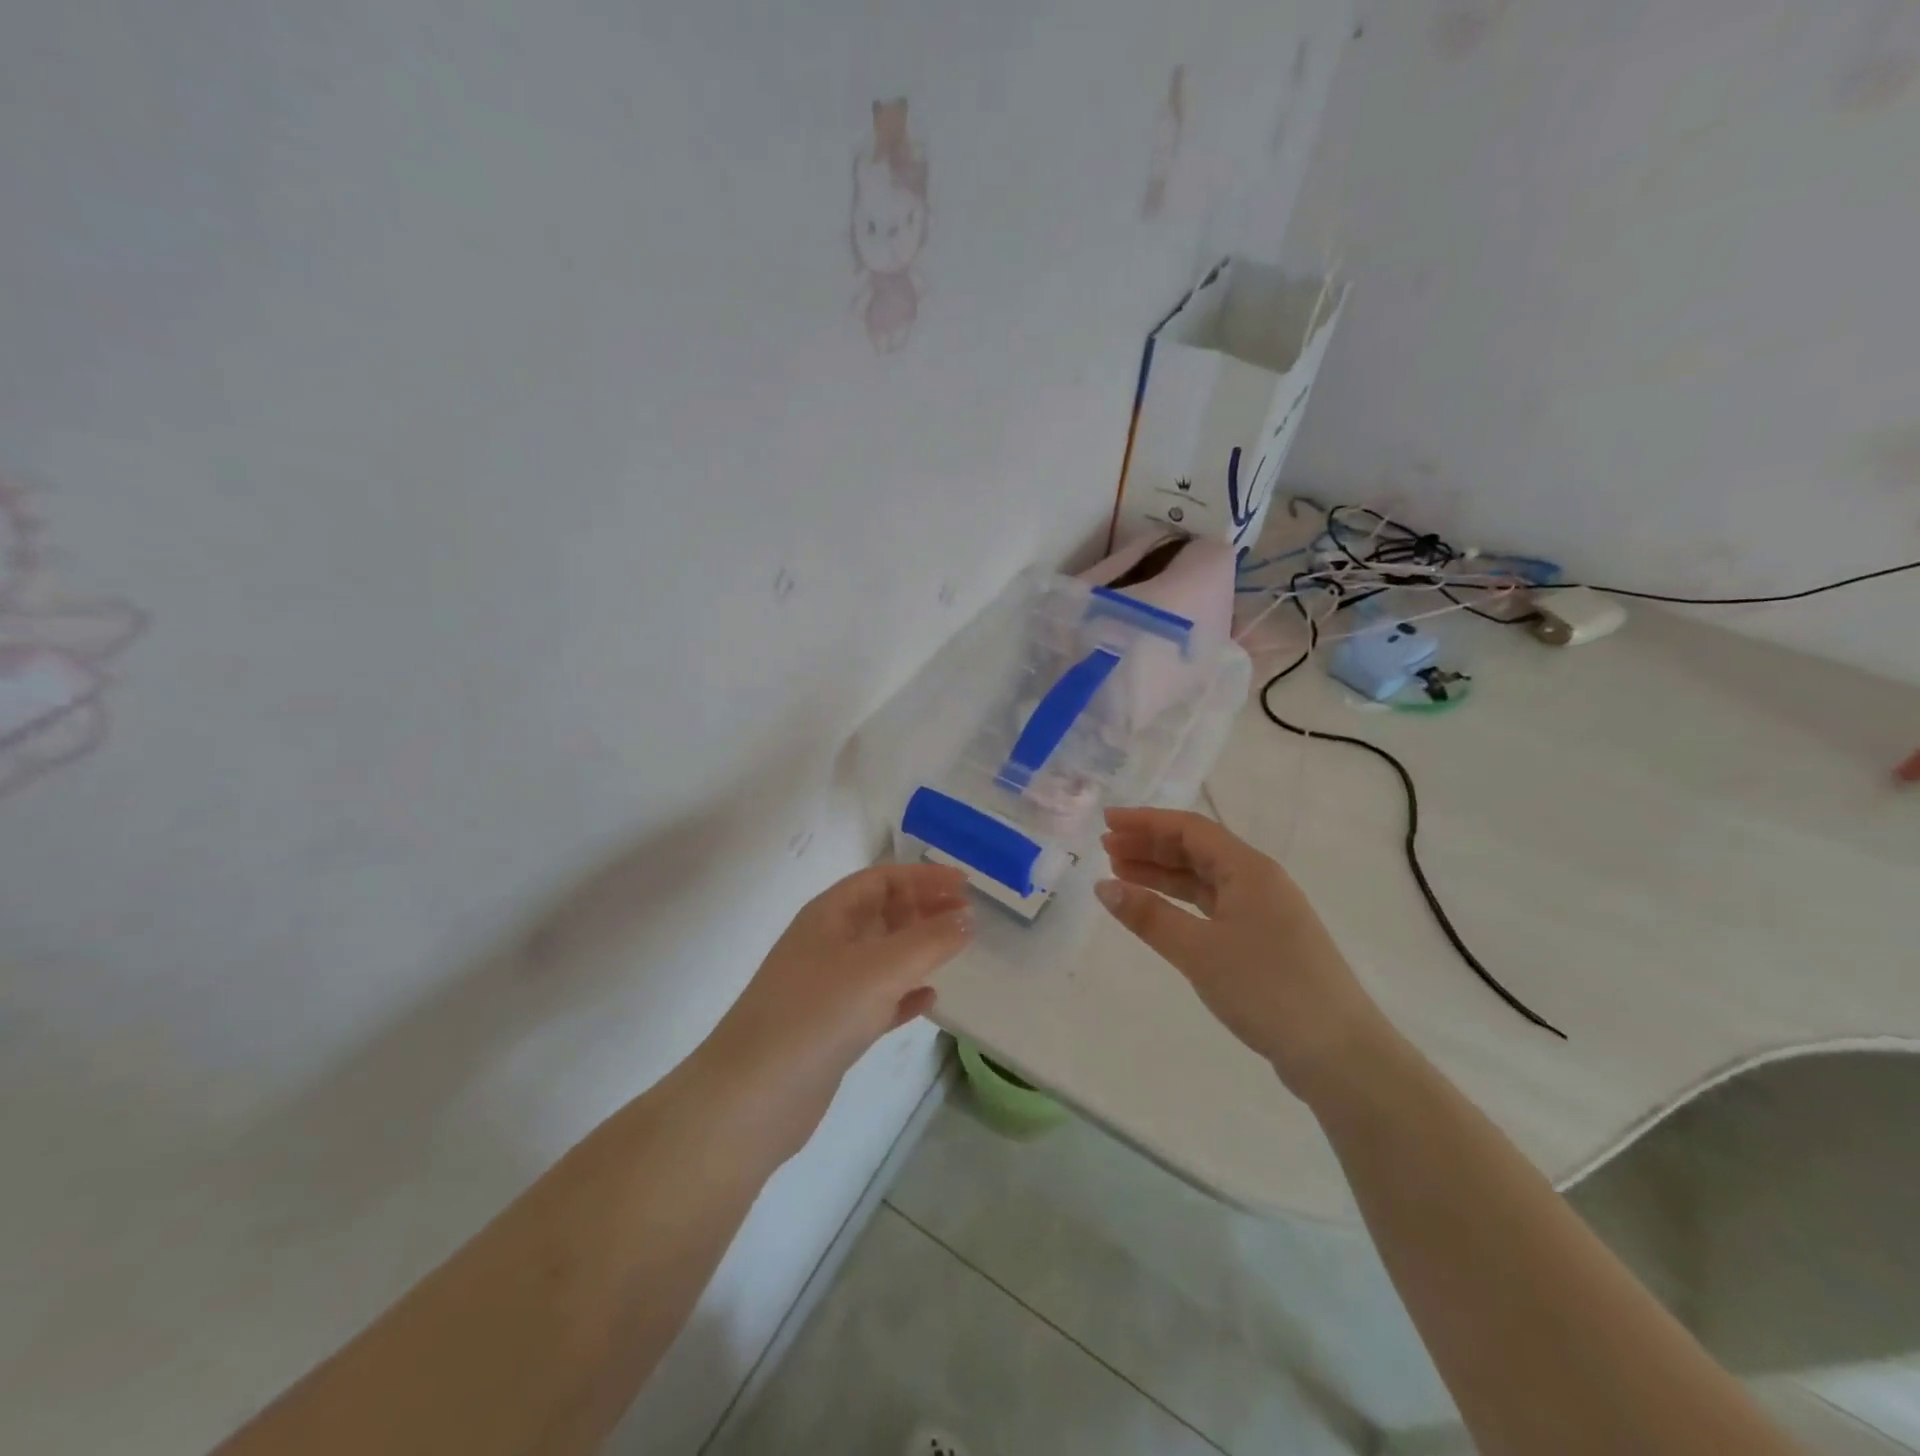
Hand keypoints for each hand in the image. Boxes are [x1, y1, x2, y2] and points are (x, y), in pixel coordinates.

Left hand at [699, 862, 973, 1156]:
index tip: (965, 885)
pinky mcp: (831, 1028)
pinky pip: (877, 998)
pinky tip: (929, 999)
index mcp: (829, 915)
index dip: (924, 877)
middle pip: (882, 913)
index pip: (882, 879)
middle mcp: (827, 943)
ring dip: (918, 949)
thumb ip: (929, 940)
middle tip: (968, 917)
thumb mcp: (879, 969)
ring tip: (955, 950)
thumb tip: (967, 918)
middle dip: (924, 909)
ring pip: (882, 955)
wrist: (751, 1098)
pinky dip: (904, 993)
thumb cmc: (816, 1015)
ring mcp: (827, 987)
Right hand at [1096, 808, 1382, 1099]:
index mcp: (1249, 870)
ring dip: (1162, 874)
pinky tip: (1157, 911)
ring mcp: (1265, 912)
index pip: (1190, 829)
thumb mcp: (1199, 951)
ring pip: (1204, 879)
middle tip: (1105, 849)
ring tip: (1120, 875)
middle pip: (1197, 850)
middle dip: (1150, 845)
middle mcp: (1259, 881)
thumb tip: (1103, 886)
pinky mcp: (1265, 941)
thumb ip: (1149, 916)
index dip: (1146, 822)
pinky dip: (1181, 903)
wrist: (1339, 1054)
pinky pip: (1213, 906)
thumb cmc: (1267, 989)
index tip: (1107, 822)